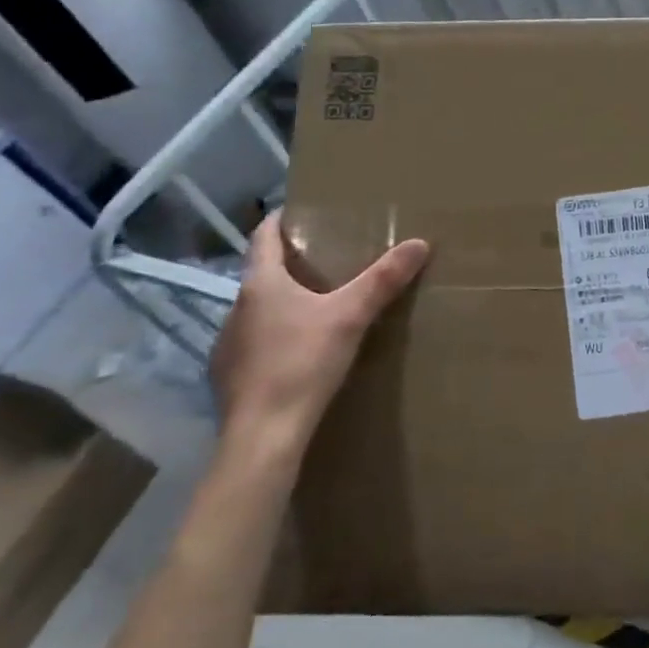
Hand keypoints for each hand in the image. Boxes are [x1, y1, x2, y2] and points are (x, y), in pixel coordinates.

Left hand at [208, 211, 428, 453]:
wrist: (263, 437)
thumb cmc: (302, 364)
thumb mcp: (351, 317)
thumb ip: (383, 280)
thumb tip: (420, 243)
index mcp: (261, 285)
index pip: (264, 237)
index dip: (282, 220)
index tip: (302, 210)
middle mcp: (237, 309)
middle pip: (263, 273)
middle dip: (292, 263)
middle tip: (328, 258)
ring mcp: (228, 345)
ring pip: (258, 310)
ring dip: (283, 302)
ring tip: (318, 304)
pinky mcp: (229, 377)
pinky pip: (255, 343)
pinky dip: (275, 337)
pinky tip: (299, 352)